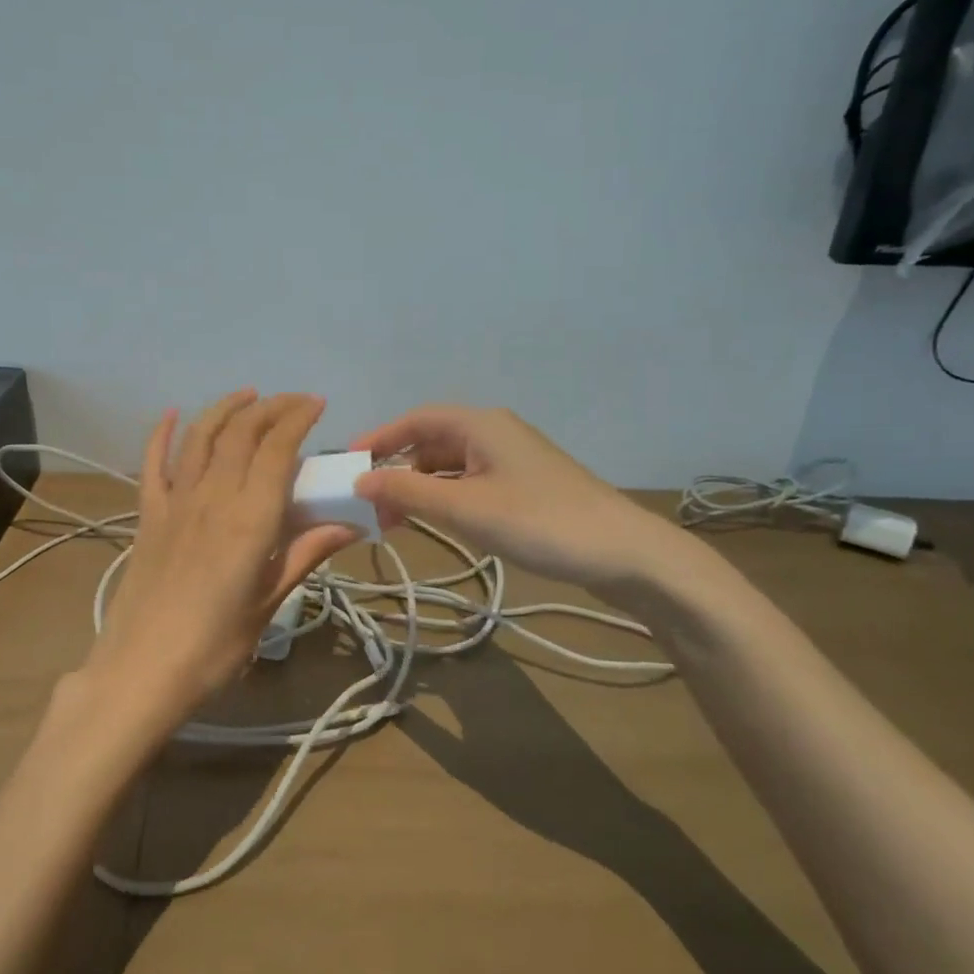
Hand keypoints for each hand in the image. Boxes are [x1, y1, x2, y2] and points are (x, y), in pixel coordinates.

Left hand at [84, 390, 357, 728]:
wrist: (141, 671)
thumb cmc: (215, 646)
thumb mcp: (269, 603)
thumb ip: (304, 554)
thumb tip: (349, 525)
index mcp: (250, 518)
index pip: (277, 448)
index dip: (298, 418)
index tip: (317, 404)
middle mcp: (212, 497)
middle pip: (241, 433)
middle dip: (269, 407)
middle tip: (292, 402)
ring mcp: (175, 502)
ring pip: (200, 437)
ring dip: (225, 409)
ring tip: (248, 396)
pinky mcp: (148, 515)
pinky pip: (153, 463)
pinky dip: (162, 433)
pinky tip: (172, 414)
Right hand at [351, 405, 698, 596]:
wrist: (624, 554)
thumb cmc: (539, 522)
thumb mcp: (464, 509)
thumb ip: (408, 493)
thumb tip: (360, 481)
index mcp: (481, 424)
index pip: (416, 420)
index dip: (379, 439)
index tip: (349, 466)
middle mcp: (495, 433)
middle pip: (432, 442)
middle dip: (398, 471)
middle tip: (373, 508)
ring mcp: (514, 460)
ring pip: (451, 466)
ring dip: (421, 489)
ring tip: (398, 523)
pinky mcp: (527, 487)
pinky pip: (472, 483)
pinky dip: (447, 499)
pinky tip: (439, 524)